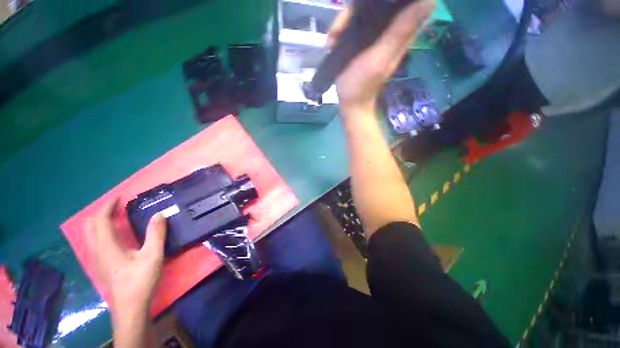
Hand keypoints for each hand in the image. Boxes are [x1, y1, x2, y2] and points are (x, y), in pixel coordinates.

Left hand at [87, 199, 166, 319]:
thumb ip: (156, 234)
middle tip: (117, 205)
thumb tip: (160, 213)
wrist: (129, 308)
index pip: (100, 220)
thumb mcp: (152, 256)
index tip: (119, 196)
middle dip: (101, 212)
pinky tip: (115, 234)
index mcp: (106, 247)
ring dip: (100, 221)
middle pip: (91, 225)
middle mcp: (96, 251)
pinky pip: (95, 241)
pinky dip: (102, 230)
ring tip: (115, 215)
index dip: (108, 206)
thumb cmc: (140, 281)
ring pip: (91, 234)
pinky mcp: (100, 265)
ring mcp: (96, 259)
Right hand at [329, 0, 434, 112]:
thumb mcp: (381, 58)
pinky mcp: (359, 41)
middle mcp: (387, 29)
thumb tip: (429, 1)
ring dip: (343, 21)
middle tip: (341, 27)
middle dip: (356, 9)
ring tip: (333, 38)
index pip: (403, 1)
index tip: (371, 3)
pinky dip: (339, 30)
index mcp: (399, 31)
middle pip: (376, 3)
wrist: (350, 102)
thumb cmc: (363, 84)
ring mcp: (371, 34)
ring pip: (360, 12)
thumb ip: (400, 32)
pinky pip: (350, 25)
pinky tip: (332, 42)